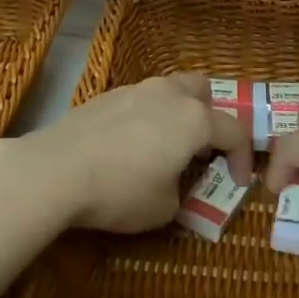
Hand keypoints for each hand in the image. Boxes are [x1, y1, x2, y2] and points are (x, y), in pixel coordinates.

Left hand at [0, 74, 249, 234]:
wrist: (55, 169)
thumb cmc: (120, 190)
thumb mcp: (164, 208)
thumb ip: (182, 192)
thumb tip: (174, 184)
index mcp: (194, 120)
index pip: (234, 132)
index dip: (243, 159)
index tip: (239, 183)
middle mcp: (169, 95)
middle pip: (203, 91)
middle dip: (210, 117)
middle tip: (201, 149)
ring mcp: (135, 89)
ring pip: (169, 90)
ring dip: (176, 114)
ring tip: (164, 147)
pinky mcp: (106, 96)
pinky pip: (140, 101)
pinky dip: (146, 118)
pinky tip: (129, 146)